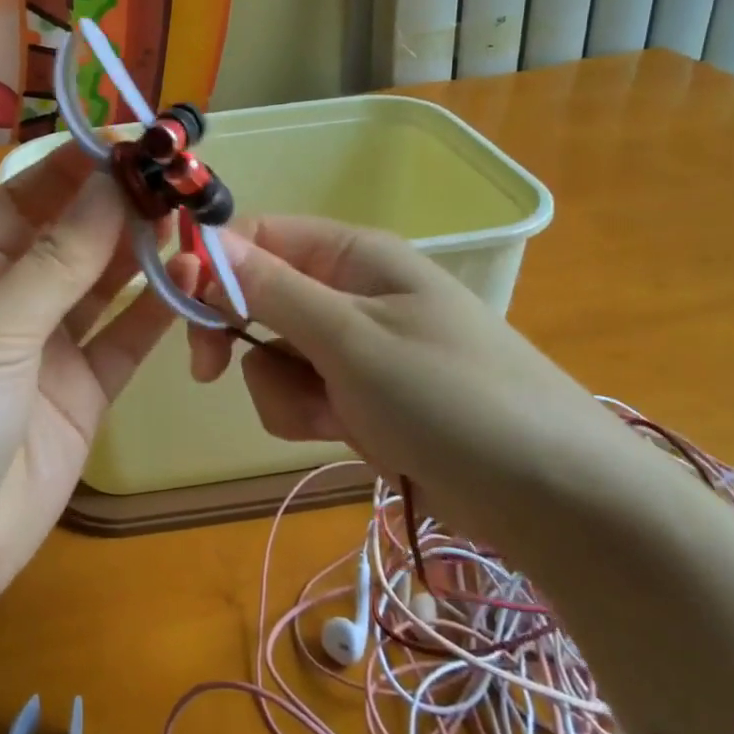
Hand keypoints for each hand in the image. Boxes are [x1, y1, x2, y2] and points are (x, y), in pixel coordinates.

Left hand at [0, 147, 187, 626]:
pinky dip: (157, 311)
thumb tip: (111, 185)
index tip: (133, 143)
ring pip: (104, 284)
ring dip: (143, 253)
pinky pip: (125, 339)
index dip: (76, 168)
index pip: (26, 198)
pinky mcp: (82, 392)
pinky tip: (193, 280)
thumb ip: (57, 261)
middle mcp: (8, 298)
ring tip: (191, 220)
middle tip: (178, 180)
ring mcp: (48, 346)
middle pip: (72, 237)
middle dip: (119, 207)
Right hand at [190, 217, 631, 537]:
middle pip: (260, 297)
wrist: (553, 496)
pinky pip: (306, 393)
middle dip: (240, 337)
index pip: (260, 237)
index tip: (181, 310)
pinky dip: (309, 415)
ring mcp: (360, 346)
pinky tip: (344, 436)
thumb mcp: (350, 337)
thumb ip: (271, 289)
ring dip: (282, 388)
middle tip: (211, 371)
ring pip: (276, 354)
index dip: (213, 266)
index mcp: (353, 255)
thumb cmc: (449, 396)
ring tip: (329, 416)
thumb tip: (205, 239)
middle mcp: (352, 291)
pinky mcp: (366, 395)